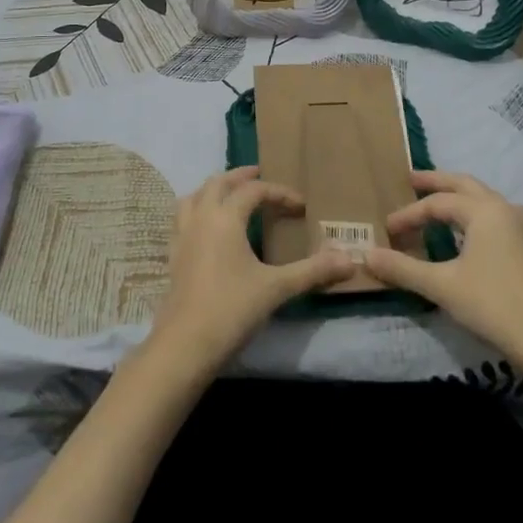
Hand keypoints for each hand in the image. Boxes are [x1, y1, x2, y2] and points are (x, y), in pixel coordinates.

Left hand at [146, 166, 354, 376]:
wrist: (185, 345)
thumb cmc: (232, 309)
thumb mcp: (277, 288)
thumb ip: (312, 271)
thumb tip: (349, 260)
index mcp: (225, 217)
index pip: (254, 190)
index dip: (279, 193)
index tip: (300, 206)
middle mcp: (200, 218)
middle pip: (218, 183)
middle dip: (241, 177)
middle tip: (261, 177)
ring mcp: (182, 235)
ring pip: (194, 196)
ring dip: (214, 190)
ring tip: (231, 196)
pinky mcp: (172, 255)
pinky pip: (182, 218)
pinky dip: (197, 210)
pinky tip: (207, 228)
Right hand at [363, 170, 522, 365]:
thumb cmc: (492, 304)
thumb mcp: (441, 285)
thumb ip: (403, 268)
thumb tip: (367, 255)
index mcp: (483, 210)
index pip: (437, 203)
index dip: (409, 214)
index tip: (387, 230)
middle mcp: (503, 208)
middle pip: (464, 184)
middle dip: (436, 182)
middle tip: (410, 179)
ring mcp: (519, 226)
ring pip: (482, 198)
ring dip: (457, 196)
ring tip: (436, 202)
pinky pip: (493, 215)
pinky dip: (472, 213)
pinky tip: (467, 230)